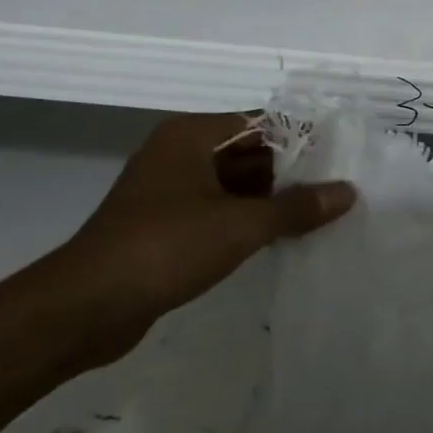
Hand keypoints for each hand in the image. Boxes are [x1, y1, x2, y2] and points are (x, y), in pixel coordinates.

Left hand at [42, 113, 354, 361]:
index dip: (301, 141)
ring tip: (318, 216)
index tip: (340, 160)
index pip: (261, 124)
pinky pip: (216, 212)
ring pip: (233, 185)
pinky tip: (280, 238)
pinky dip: (246, 221)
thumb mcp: (241, 225)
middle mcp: (178, 154)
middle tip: (336, 191)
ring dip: (270, 200)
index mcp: (191, 136)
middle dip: (290, 173)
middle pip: (248, 153)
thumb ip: (297, 207)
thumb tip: (348, 192)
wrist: (85, 307)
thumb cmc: (166, 247)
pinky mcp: (163, 225)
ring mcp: (168, 191)